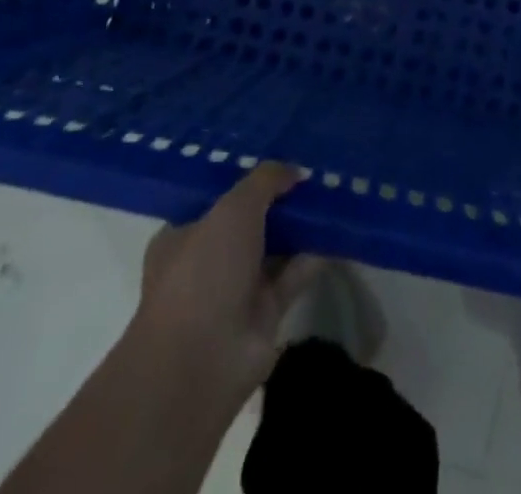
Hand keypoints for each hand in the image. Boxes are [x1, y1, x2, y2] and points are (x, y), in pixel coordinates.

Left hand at [130, 163, 322, 400]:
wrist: (202, 362)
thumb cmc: (204, 272)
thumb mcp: (234, 208)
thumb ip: (266, 180)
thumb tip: (296, 170)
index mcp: (182, 236)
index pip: (217, 200)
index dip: (248, 179)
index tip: (280, 158)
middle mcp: (207, 262)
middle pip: (250, 222)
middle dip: (280, 202)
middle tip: (314, 173)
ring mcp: (235, 291)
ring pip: (274, 248)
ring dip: (300, 226)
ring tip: (333, 193)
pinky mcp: (264, 314)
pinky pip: (294, 274)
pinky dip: (314, 255)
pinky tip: (338, 230)